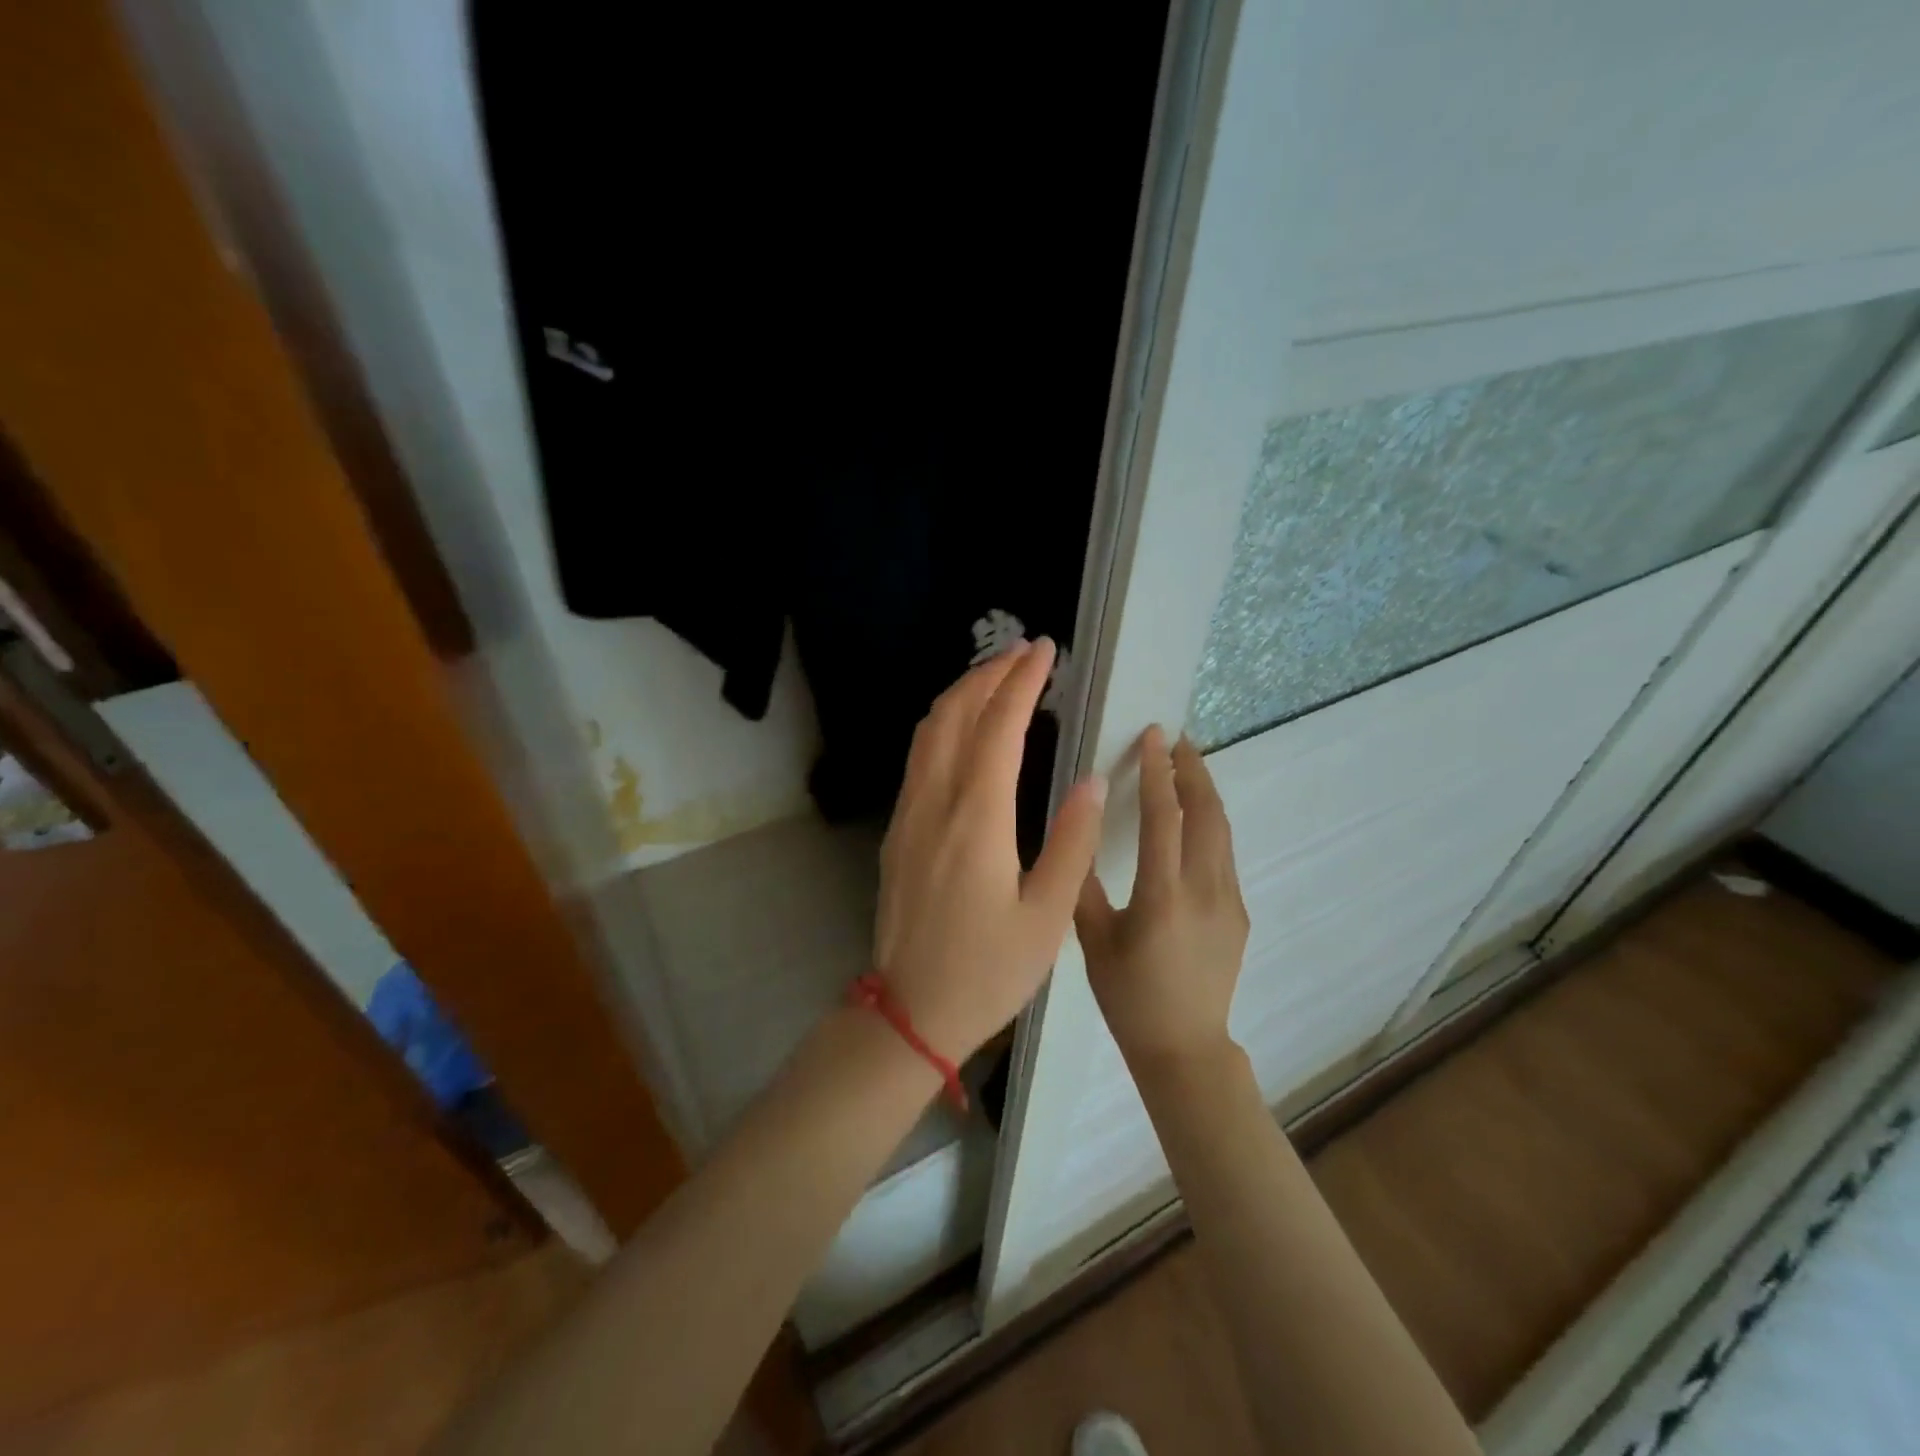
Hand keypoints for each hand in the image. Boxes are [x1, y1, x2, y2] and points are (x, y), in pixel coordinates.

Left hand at [874, 639, 1106, 1060]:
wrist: (910, 1013)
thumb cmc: (987, 972)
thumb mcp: (1048, 917)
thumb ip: (1072, 843)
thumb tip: (1090, 779)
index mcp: (976, 819)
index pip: (999, 727)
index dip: (1022, 682)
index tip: (1046, 651)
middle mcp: (935, 803)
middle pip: (954, 714)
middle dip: (988, 674)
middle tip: (1024, 652)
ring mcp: (908, 815)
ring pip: (928, 731)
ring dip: (961, 695)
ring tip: (996, 677)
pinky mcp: (898, 831)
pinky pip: (918, 757)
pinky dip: (943, 724)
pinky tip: (964, 730)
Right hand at [1077, 725, 1249, 1068]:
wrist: (1184, 1047)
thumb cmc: (1128, 996)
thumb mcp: (1093, 940)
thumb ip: (1083, 884)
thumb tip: (1078, 833)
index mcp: (1162, 896)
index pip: (1164, 817)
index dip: (1158, 771)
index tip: (1153, 736)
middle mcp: (1204, 890)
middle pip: (1207, 813)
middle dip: (1193, 769)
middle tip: (1176, 739)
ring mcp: (1229, 901)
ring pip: (1222, 830)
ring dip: (1206, 792)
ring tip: (1187, 766)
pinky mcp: (1239, 912)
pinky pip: (1223, 854)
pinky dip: (1209, 823)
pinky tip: (1192, 820)